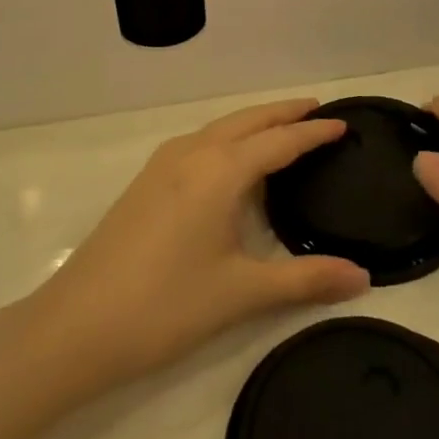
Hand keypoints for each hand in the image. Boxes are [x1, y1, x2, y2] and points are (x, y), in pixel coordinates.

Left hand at [18, 100, 369, 392]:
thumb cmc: (165, 305)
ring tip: (283, 129)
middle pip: (248, 120)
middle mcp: (193, 154)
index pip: (280, 141)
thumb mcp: (242, 292)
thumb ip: (305, 279)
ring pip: (220, 128)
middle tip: (318, 111)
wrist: (75, 327)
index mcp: (220, 171)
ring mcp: (163, 165)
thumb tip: (363, 278)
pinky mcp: (145, 182)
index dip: (314, 132)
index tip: (344, 124)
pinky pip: (199, 142)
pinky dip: (228, 138)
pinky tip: (231, 163)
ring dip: (254, 122)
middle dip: (284, 113)